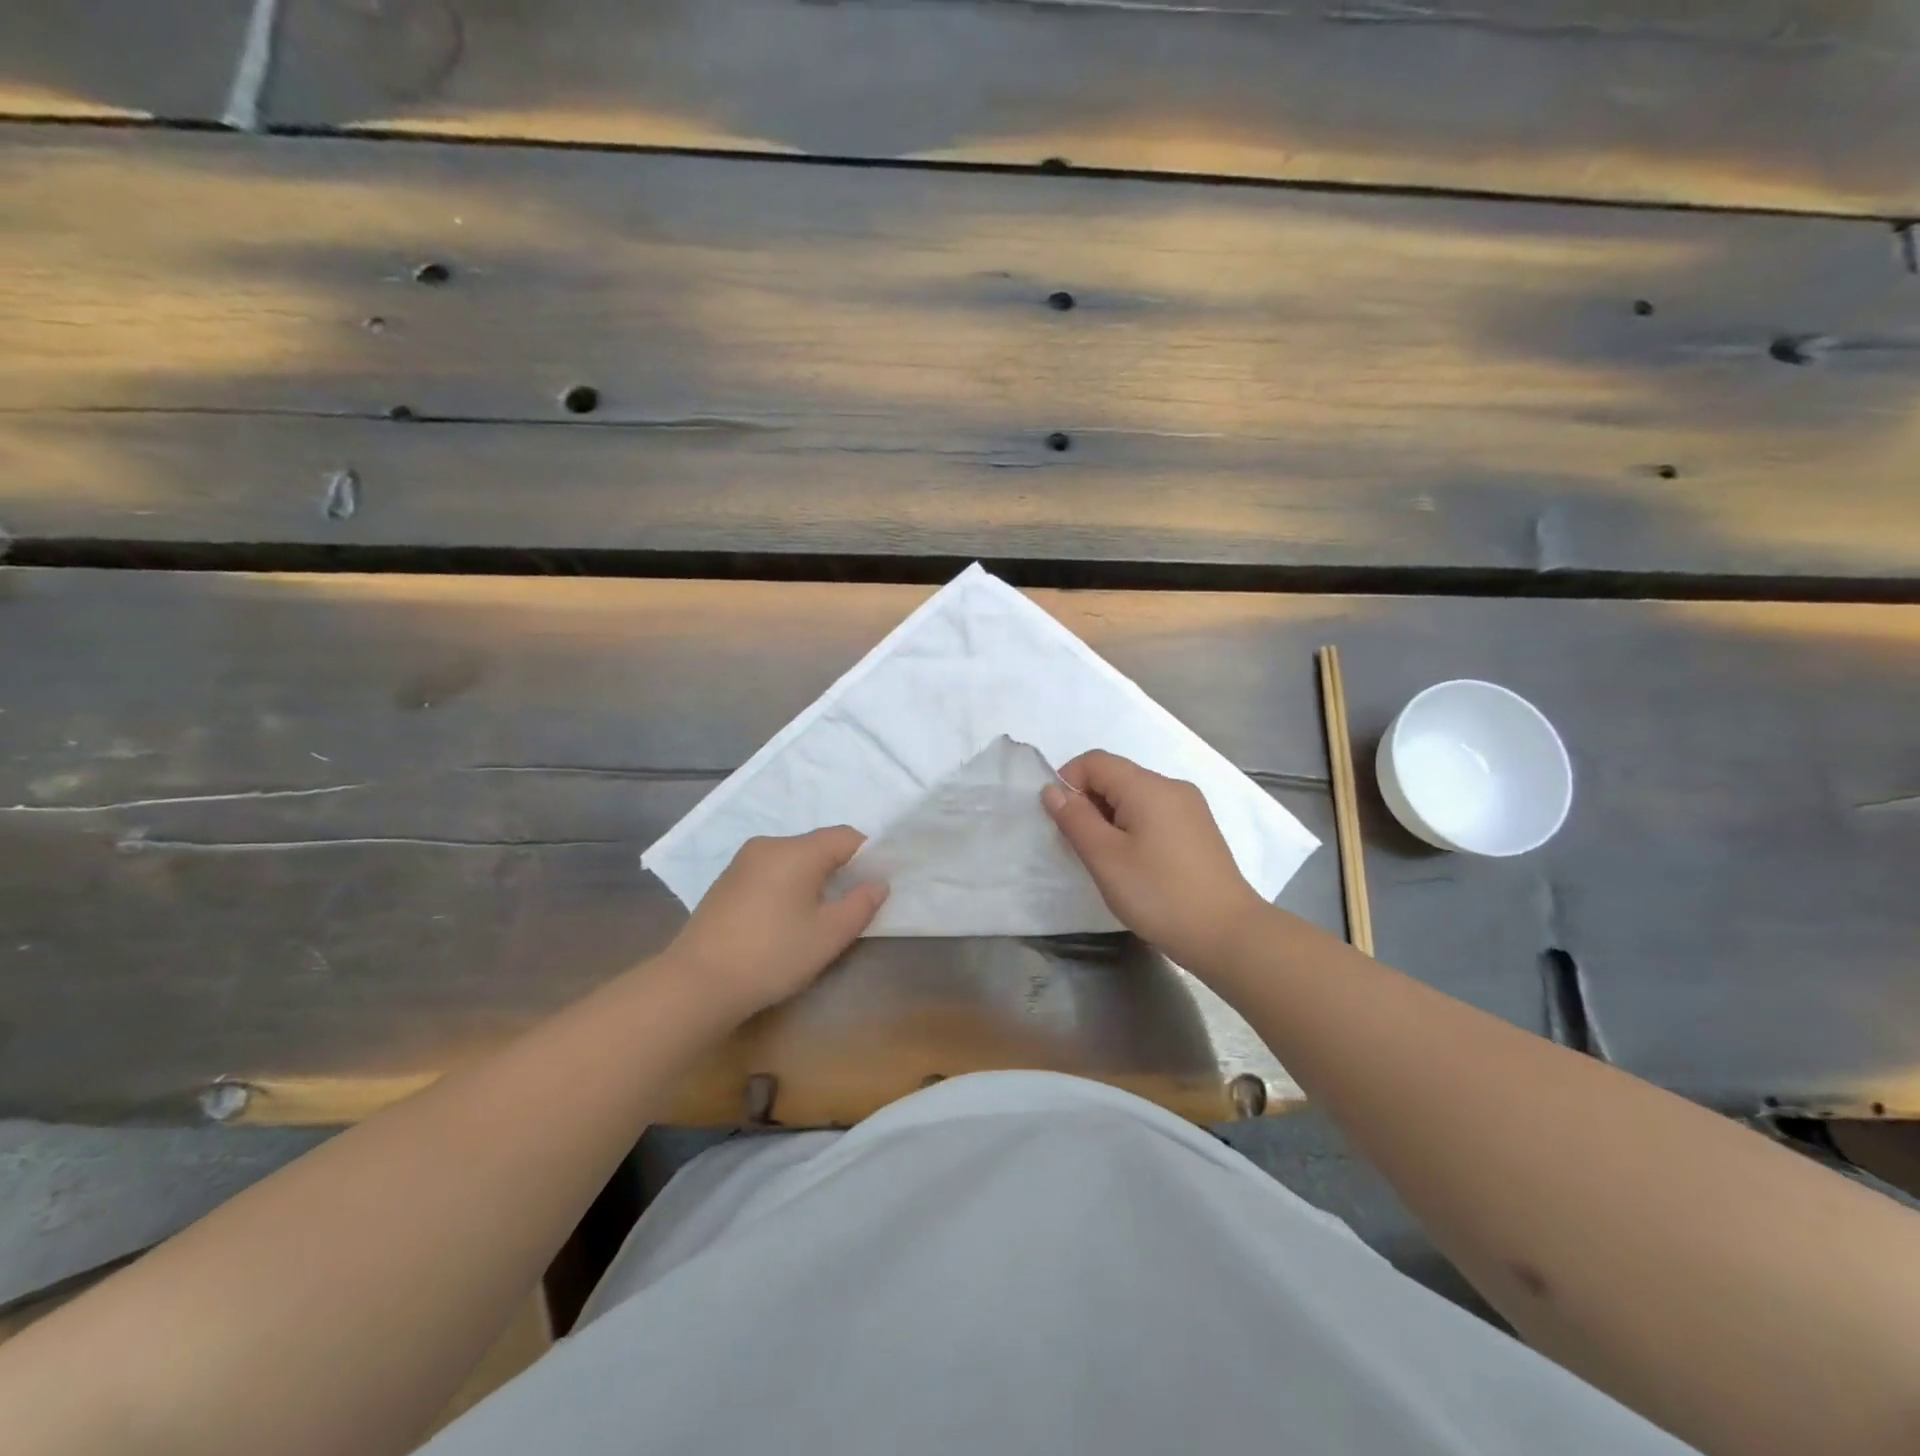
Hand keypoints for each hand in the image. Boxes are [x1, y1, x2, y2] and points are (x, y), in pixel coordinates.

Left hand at [665, 828, 886, 1018]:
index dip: (869, 856)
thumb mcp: (829, 935)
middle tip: (850, 906)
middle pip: (818, 846)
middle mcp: (768, 845)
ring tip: (817, 918)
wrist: (697, 983)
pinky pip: (770, 872)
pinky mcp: (726, 882)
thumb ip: (861, 904)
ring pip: (793, 860)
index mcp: (796, 850)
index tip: (876, 886)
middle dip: (840, 870)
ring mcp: (742, 862)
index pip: (846, 837)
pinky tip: (783, 921)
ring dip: (812, 880)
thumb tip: (878, 883)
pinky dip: (786, 887)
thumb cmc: (772, 955)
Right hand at [1042, 750, 1269, 973]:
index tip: (1061, 821)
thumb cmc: (1159, 894)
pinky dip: (1134, 827)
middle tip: (1083, 846)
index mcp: (1149, 787)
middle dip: (1089, 802)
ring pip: (1135, 796)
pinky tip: (1136, 864)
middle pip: (1117, 776)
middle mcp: (1172, 787)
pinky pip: (1155, 813)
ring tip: (1109, 860)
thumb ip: (1075, 819)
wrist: (1226, 934)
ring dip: (1110, 817)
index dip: (1069, 782)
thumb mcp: (1105, 858)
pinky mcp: (1199, 830)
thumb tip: (1053, 790)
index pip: (1096, 761)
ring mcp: (1191, 808)